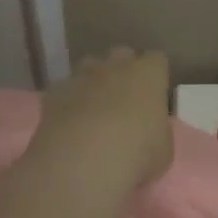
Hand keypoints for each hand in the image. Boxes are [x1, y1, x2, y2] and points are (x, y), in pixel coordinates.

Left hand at [28, 47, 173, 196]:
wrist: (81, 163)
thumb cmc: (136, 154)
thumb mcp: (163, 149)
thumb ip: (158, 129)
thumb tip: (151, 128)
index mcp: (148, 75)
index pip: (157, 59)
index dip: (156, 75)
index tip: (156, 93)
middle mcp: (115, 67)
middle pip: (122, 54)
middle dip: (124, 70)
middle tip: (126, 98)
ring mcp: (82, 77)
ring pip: (89, 66)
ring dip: (94, 81)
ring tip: (96, 108)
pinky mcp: (54, 94)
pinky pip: (64, 89)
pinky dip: (68, 101)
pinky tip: (70, 123)